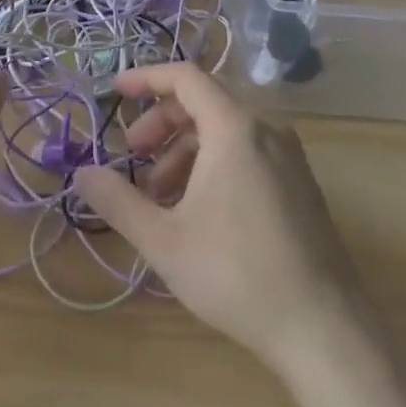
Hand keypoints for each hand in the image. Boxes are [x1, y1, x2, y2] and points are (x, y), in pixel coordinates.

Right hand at [73, 63, 367, 368]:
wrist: (323, 329)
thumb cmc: (236, 274)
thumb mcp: (163, 239)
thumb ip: (116, 200)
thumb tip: (82, 174)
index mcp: (235, 129)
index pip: (185, 77)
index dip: (146, 79)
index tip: (114, 92)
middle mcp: (267, 130)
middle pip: (204, 101)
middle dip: (161, 123)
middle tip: (133, 156)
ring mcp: (289, 156)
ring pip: (225, 129)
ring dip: (184, 148)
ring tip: (160, 195)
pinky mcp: (300, 183)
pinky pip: (247, 150)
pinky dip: (213, 162)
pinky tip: (196, 209)